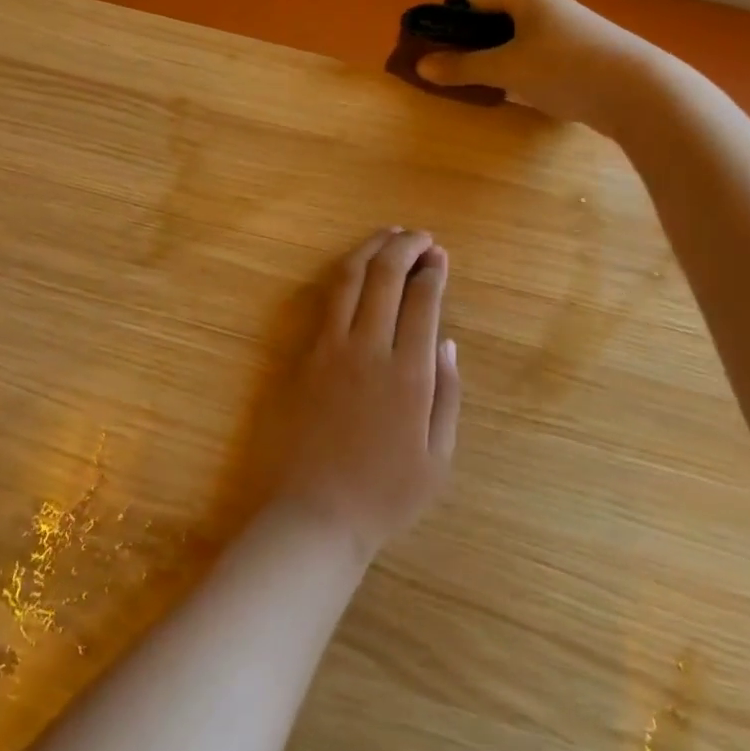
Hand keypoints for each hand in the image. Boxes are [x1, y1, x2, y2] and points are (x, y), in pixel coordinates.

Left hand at [272, 228, 461, 561]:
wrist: (313, 514)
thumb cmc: (384, 494)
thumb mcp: (437, 458)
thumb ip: (446, 395)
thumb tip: (447, 343)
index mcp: (409, 374)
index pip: (422, 301)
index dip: (432, 272)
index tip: (440, 256)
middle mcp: (368, 349)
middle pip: (385, 278)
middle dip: (405, 248)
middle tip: (420, 237)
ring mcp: (329, 348)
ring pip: (348, 280)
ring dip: (370, 250)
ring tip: (388, 236)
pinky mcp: (302, 355)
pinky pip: (324, 302)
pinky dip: (343, 276)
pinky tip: (354, 271)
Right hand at [416, 0, 663, 128]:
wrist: (639, 92)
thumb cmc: (565, 68)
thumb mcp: (506, 68)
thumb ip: (463, 67)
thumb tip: (421, 66)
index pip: (471, 0)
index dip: (444, 21)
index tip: (424, 47)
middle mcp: (545, 7)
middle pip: (491, 20)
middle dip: (465, 44)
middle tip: (442, 70)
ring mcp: (564, 32)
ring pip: (513, 42)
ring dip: (490, 60)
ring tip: (470, 84)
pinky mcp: (577, 57)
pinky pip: (533, 58)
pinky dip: (514, 71)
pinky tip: (508, 93)